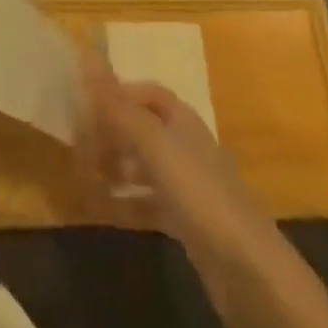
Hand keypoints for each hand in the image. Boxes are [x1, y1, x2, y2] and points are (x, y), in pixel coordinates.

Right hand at [78, 54, 268, 268]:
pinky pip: (149, 203)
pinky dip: (126, 202)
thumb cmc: (199, 193)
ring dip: (115, 166)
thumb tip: (86, 55)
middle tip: (78, 144)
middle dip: (112, 132)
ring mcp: (188, 187)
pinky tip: (104, 209)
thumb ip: (118, 105)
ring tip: (84, 174)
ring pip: (144, 166)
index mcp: (182, 120)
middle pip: (143, 128)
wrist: (248, 272)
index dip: (119, 94)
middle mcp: (185, 147)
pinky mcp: (188, 224)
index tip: (86, 104)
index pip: (148, 93)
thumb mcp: (153, 144)